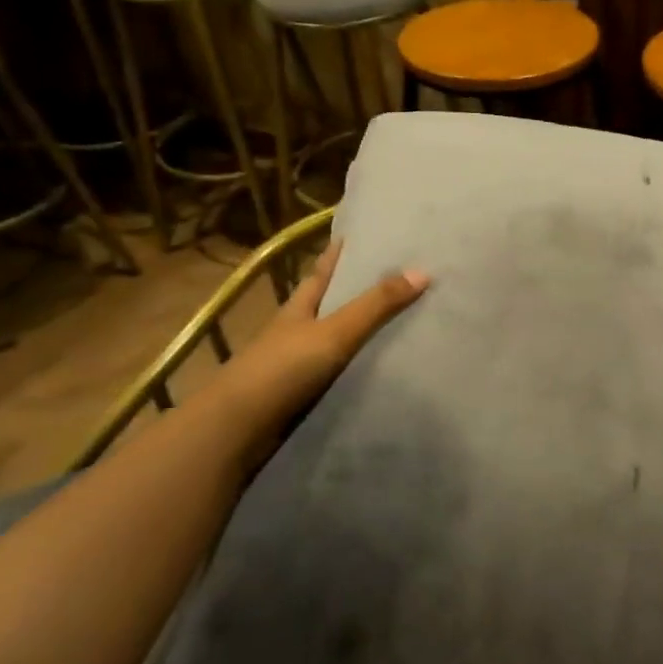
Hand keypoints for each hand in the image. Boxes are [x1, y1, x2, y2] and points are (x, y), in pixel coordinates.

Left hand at [217, 238, 427, 440]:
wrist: (239, 429)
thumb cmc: (282, 368)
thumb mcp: (334, 331)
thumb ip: (376, 305)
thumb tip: (424, 271)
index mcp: (300, 307)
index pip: (323, 271)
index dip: (339, 253)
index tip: (362, 235)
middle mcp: (298, 330)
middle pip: (332, 304)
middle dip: (359, 292)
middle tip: (401, 279)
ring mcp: (300, 364)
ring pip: (339, 341)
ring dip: (364, 334)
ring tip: (406, 324)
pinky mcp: (305, 394)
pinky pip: (342, 373)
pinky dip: (361, 368)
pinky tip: (385, 369)